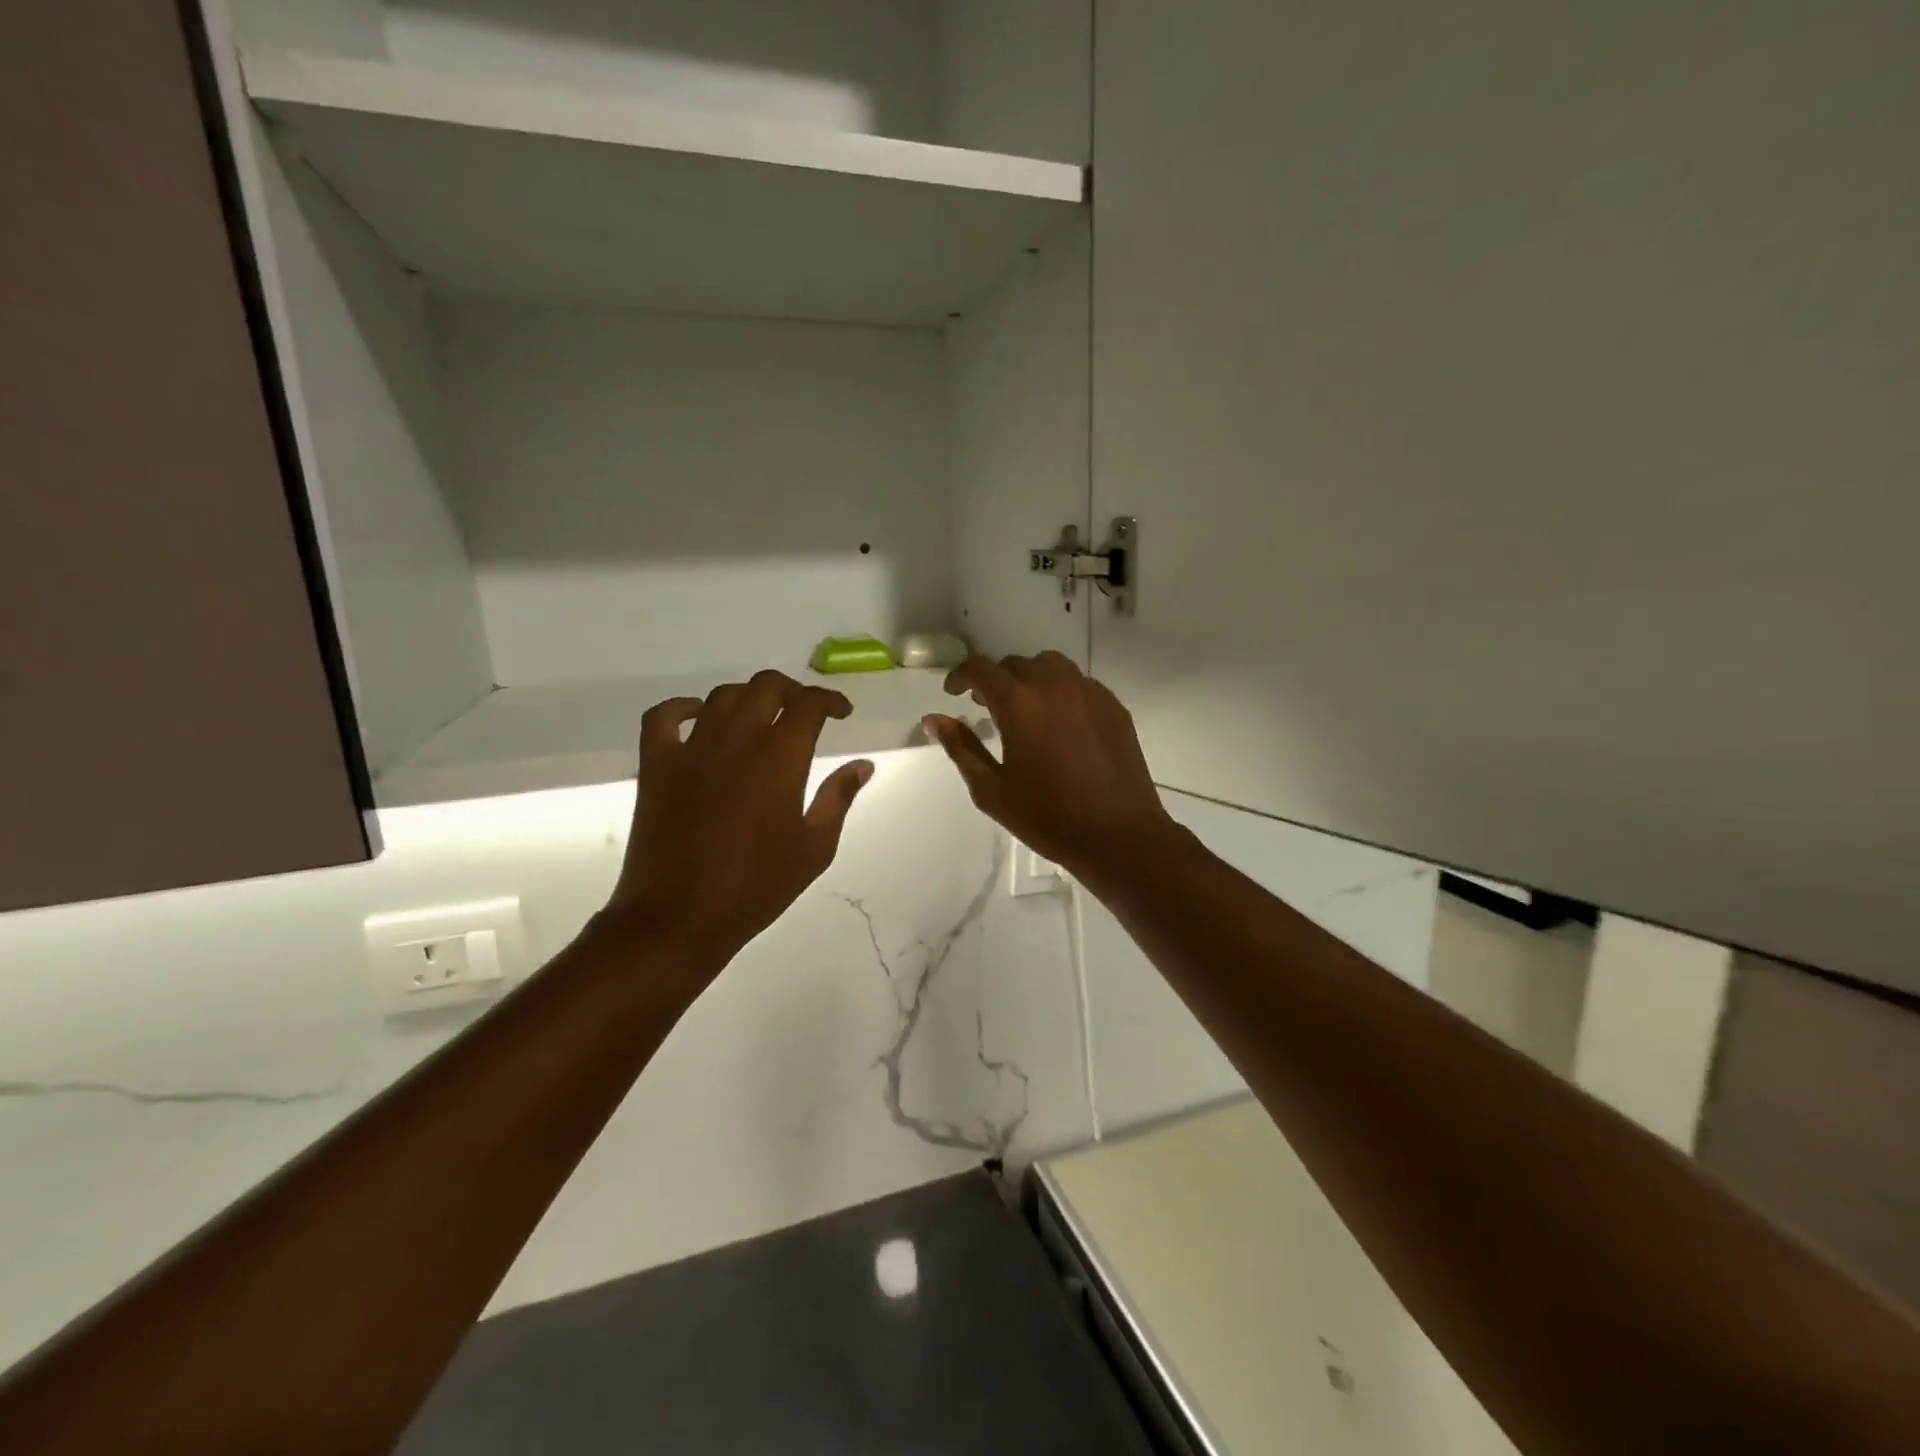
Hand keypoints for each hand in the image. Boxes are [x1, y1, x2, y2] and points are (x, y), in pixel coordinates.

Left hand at [604, 671, 873, 978]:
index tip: (841, 712)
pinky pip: (664, 716)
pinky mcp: (657, 764)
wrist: (681, 916)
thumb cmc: (757, 886)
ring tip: (759, 718)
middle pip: (766, 686)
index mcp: (780, 758)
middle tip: (802, 713)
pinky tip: (697, 718)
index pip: (809, 704)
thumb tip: (863, 765)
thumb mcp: (815, 848)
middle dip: (792, 691)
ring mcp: (692, 748)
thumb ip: (839, 798)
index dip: (830, 700)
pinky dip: (682, 707)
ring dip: (748, 697)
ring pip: (722, 695)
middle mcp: (737, 740)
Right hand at [925, 652, 1179, 888]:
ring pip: (1051, 666)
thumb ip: (961, 748)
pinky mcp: (1114, 706)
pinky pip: (1079, 683)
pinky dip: (1061, 691)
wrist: (1118, 834)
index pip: (980, 668)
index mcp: (1019, 703)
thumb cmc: (1047, 817)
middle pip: (1016, 664)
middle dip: (995, 680)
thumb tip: (934, 719)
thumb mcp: (991, 789)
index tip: (953, 692)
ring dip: (1030, 679)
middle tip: (986, 707)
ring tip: (1025, 709)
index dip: (960, 675)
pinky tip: (1060, 722)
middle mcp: (1054, 685)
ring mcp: (1089, 692)